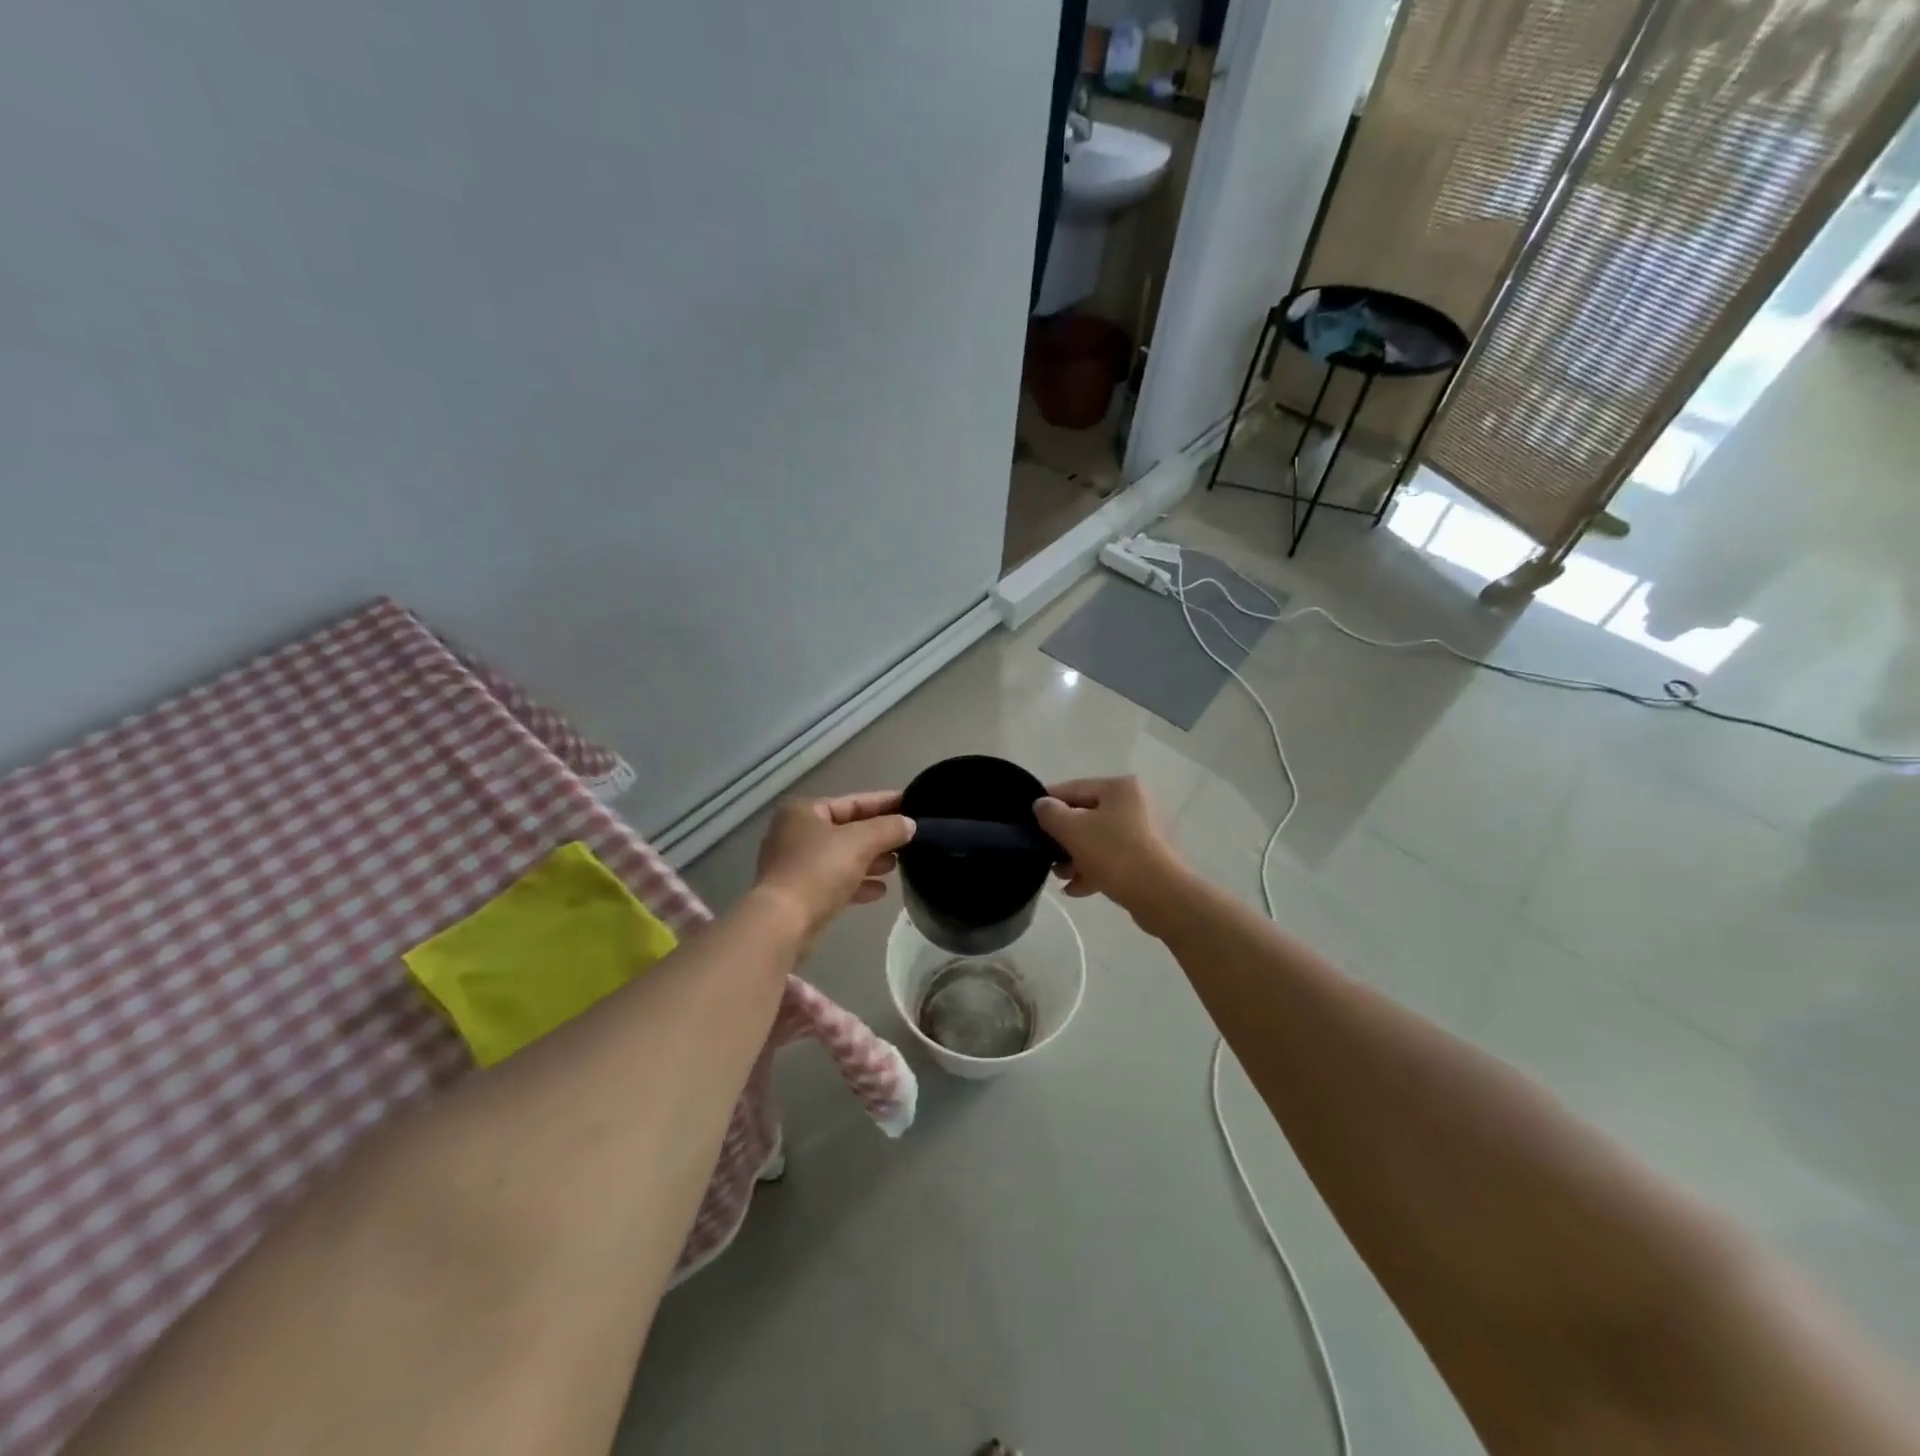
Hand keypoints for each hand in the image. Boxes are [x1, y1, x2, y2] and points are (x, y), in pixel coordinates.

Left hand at [753, 791, 916, 938]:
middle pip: (847, 830)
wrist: (783, 924)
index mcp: (804, 812)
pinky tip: (880, 891)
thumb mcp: (860, 842)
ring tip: (897, 866)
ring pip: (841, 858)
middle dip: (879, 836)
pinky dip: (857, 883)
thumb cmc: (819, 871)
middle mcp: (795, 834)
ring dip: (870, 861)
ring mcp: (795, 866)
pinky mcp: (799, 894)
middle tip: (910, 840)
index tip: (912, 805)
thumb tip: (909, 824)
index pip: (853, 802)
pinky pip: (834, 882)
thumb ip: (888, 829)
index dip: (885, 803)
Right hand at [1033, 776, 1188, 925]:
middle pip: (1088, 816)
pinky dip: (1096, 870)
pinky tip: (1077, 889)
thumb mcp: (1072, 829)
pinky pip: (1116, 859)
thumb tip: (1042, 805)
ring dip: (1077, 857)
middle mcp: (1138, 804)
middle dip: (1064, 838)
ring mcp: (1148, 833)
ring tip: (1061, 876)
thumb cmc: (1114, 853)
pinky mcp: (1152, 859)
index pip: (1074, 788)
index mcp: (1121, 788)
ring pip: (1101, 840)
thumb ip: (1050, 813)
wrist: (1162, 895)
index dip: (1048, 802)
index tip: (1028, 818)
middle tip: (1046, 855)